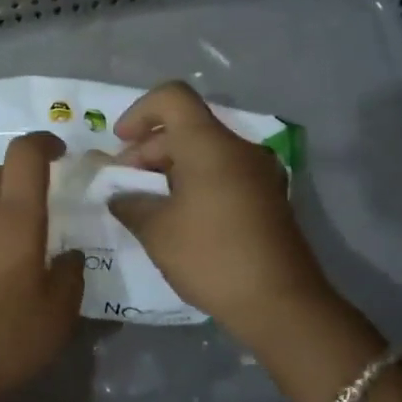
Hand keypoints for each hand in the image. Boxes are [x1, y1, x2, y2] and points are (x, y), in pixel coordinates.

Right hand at [108, 82, 335, 333]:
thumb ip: (130, 203)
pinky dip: (195, 182)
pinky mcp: (268, 197)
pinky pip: (223, 172)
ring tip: (148, 205)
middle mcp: (239, 148)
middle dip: (149, 149)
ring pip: (204, 151)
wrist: (282, 304)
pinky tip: (179, 217)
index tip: (121, 144)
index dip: (139, 112)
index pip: (172, 97)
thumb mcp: (157, 231)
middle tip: (126, 186)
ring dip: (170, 168)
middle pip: (186, 127)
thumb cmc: (212, 257)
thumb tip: (120, 196)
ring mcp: (259, 173)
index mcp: (210, 145)